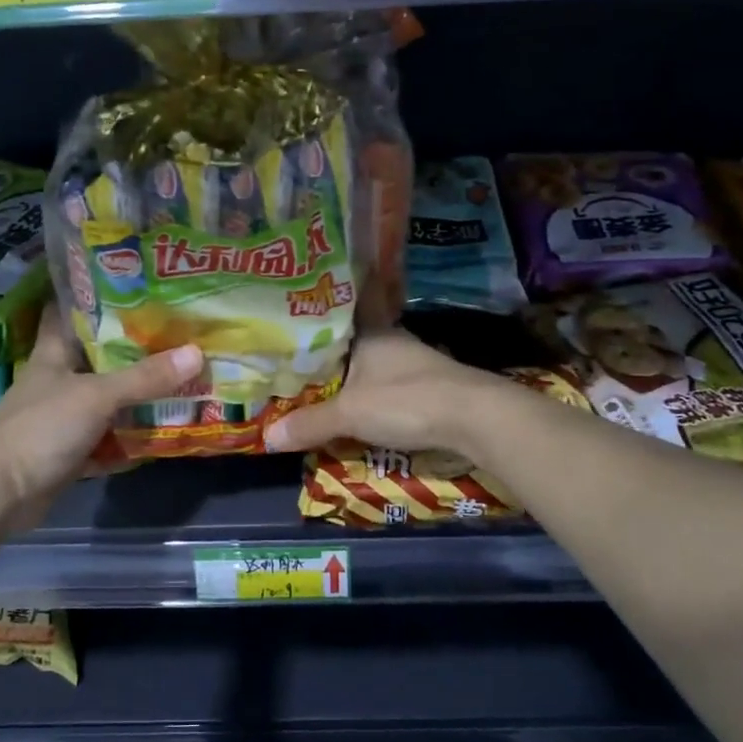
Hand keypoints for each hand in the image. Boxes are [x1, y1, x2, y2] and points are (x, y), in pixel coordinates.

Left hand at [0, 310, 200, 533]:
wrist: (0, 494)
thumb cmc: (42, 428)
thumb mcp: (97, 396)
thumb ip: (145, 377)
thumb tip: (196, 353)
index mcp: (55, 354)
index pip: (70, 312)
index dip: (96, 297)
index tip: (133, 285)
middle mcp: (60, 380)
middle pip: (101, 358)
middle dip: (136, 350)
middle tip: (179, 334)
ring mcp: (65, 418)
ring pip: (109, 401)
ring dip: (139, 397)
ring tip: (184, 379)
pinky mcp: (72, 452)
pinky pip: (109, 440)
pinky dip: (131, 439)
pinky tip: (164, 433)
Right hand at [261, 327, 511, 458]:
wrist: (474, 418)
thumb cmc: (406, 400)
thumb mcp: (349, 414)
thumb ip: (310, 424)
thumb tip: (267, 436)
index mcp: (371, 331)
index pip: (344, 306)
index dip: (324, 305)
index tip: (300, 305)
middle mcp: (392, 339)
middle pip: (354, 339)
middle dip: (330, 349)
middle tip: (296, 358)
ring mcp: (413, 363)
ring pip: (371, 364)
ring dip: (351, 374)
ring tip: (318, 385)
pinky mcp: (428, 387)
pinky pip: (386, 385)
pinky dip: (370, 394)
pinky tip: (357, 408)